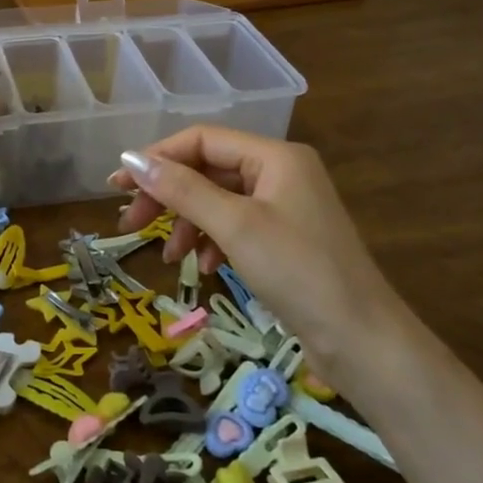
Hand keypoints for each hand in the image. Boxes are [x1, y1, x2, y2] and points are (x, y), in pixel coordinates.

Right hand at [110, 127, 398, 361]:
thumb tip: (132, 160)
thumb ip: (183, 190)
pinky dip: (212, 241)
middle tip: (130, 222)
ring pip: (218, 200)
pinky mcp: (286, 239)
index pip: (202, 140)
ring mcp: (285, 206)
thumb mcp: (235, 226)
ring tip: (167, 256)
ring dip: (187, 222)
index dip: (158, 158)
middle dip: (168, 195)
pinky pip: (235, 226)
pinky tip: (203, 266)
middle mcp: (281, 172)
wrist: (364, 342)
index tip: (119, 185)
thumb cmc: (299, 272)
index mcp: (275, 156)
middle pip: (208, 170)